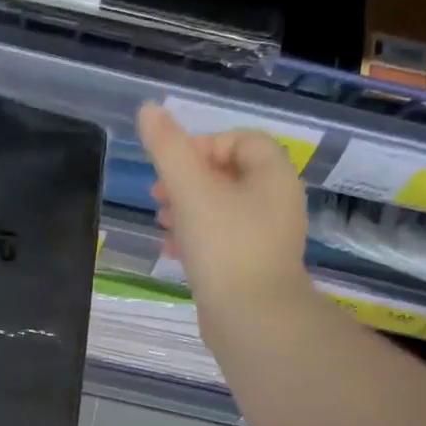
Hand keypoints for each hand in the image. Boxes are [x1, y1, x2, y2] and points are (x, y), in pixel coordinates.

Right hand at [137, 102, 311, 321]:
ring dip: (188, 208)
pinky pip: (223, 238)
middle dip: (189, 180)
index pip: (241, 140)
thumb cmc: (224, 244)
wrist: (252, 317)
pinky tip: (171, 250)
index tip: (172, 165)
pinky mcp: (254, 266)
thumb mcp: (190, 189)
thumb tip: (149, 109)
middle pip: (229, 174)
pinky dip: (197, 236)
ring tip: (161, 221)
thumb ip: (168, 148)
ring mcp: (268, 236)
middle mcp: (277, 201)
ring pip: (222, 208)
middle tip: (158, 194)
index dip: (204, 145)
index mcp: (273, 176)